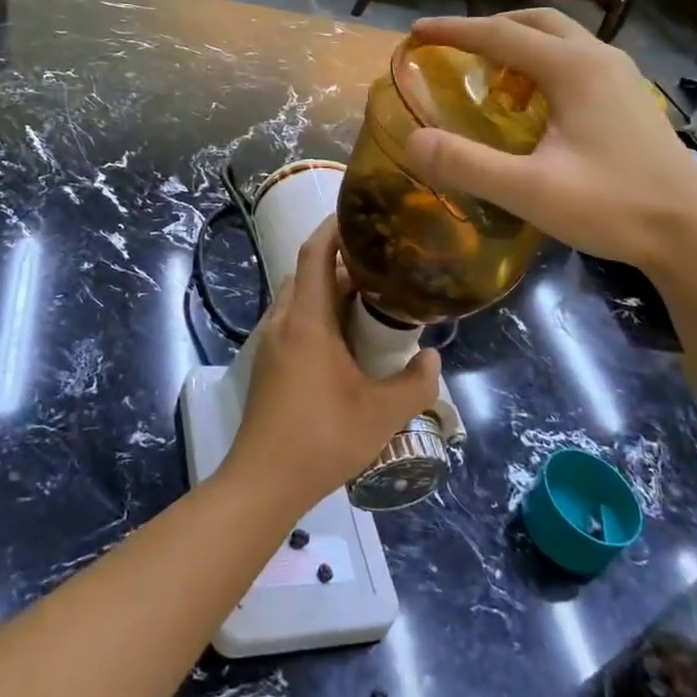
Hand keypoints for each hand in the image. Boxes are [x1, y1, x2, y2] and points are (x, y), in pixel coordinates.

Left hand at [223, 218, 441, 515]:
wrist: (264, 482)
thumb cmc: (323, 440)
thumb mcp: (383, 414)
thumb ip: (417, 383)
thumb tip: (432, 356)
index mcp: (307, 322)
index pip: (315, 254)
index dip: (334, 228)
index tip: (360, 215)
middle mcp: (282, 322)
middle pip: (305, 272)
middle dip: (338, 261)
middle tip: (378, 265)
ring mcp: (268, 343)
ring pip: (295, 297)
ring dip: (325, 289)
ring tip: (365, 301)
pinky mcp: (265, 363)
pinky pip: (290, 320)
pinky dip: (314, 313)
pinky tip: (341, 340)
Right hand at [402, 9, 696, 269]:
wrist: (693, 233)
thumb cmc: (612, 206)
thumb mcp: (530, 190)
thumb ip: (468, 164)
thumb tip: (413, 140)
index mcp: (573, 68)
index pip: (500, 34)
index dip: (454, 31)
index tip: (416, 32)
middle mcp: (598, 59)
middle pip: (536, 22)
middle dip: (490, 27)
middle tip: (454, 48)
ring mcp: (621, 77)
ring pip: (562, 38)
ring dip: (520, 43)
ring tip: (489, 72)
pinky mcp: (630, 99)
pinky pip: (577, 60)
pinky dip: (543, 63)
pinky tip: (534, 102)